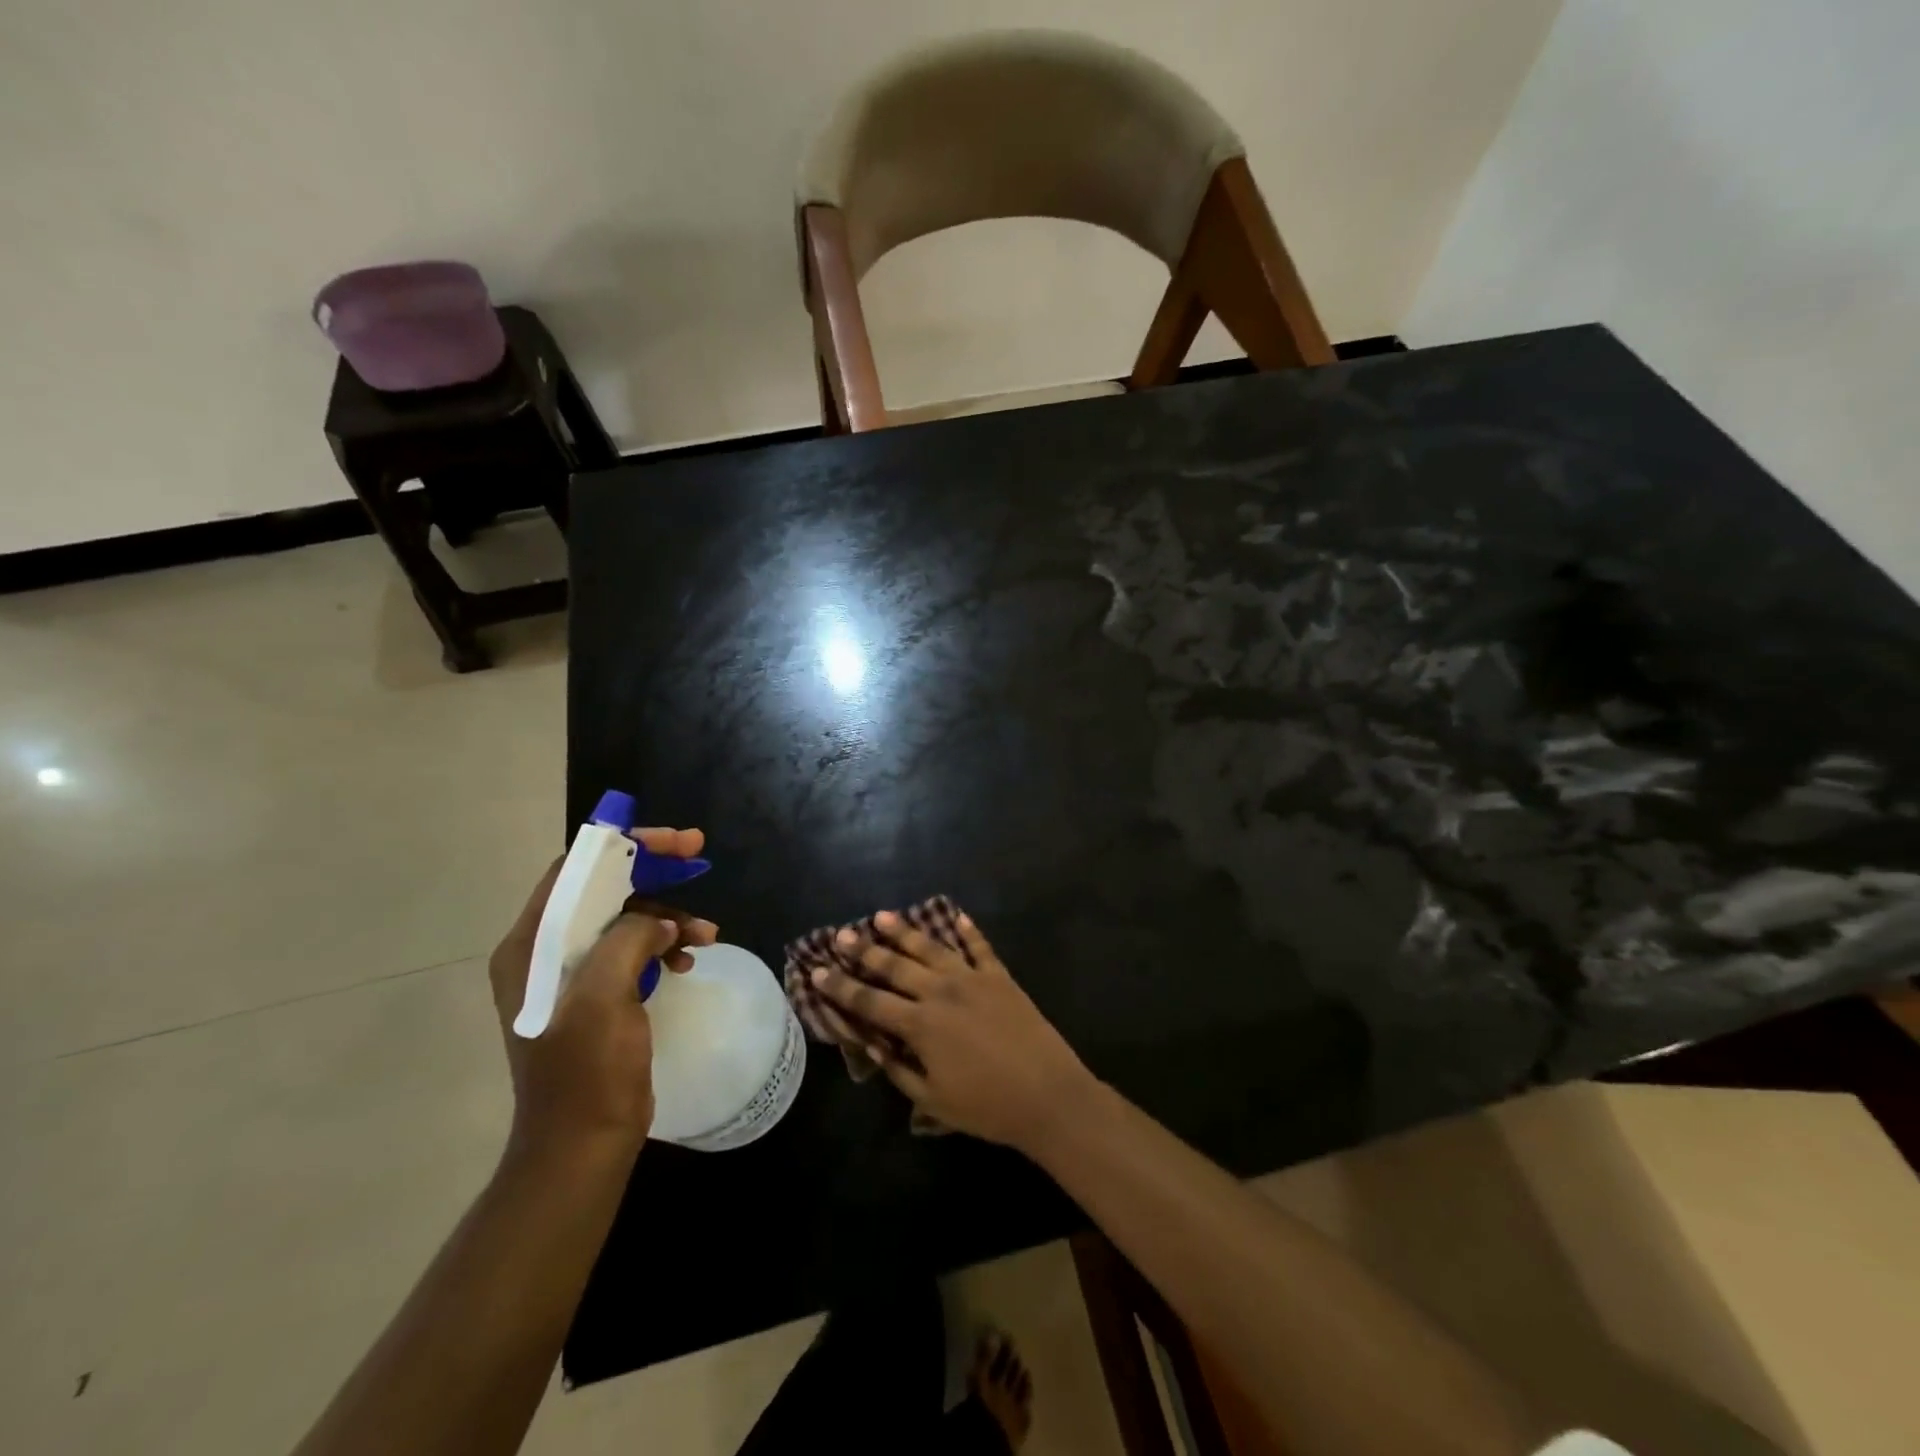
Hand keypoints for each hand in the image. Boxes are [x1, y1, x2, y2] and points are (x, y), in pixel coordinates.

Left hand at [487, 829, 718, 1160]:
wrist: (583, 1145)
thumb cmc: (586, 1072)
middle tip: (699, 858)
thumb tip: (658, 922)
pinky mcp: (598, 996)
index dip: (623, 847)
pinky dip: (664, 946)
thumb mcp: (604, 996)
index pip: (574, 871)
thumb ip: (628, 939)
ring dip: (667, 916)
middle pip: (603, 889)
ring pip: (624, 919)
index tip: (673, 843)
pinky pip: (634, 951)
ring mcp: (572, 976)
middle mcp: (545, 953)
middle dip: (654, 873)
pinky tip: (690, 958)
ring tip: (707, 933)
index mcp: (530, 946)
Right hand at [809, 911, 1095, 1149]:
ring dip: (905, 931)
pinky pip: (980, 947)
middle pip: (895, 966)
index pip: (870, 1002)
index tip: (818, 971)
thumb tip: (871, 1045)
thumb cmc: (987, 1107)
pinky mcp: (1001, 977)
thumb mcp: (933, 1100)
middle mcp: (941, 992)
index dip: (841, 988)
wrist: (1048, 1096)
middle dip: (865, 950)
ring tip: (882, 915)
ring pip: (932, 947)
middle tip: (842, 934)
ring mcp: (973, 979)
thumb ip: (899, 1069)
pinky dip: (968, 930)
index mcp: (921, 1025)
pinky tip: (956, 915)